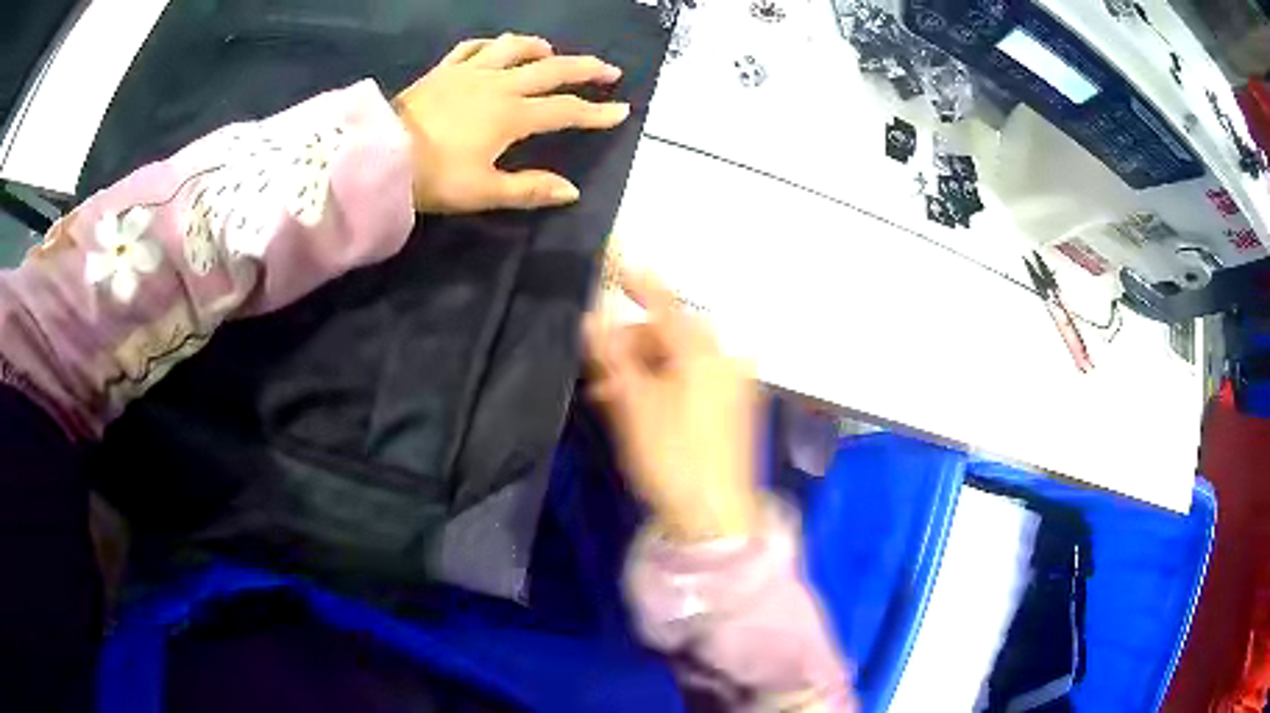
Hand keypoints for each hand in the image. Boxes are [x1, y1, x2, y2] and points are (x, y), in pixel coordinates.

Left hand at [393, 34, 629, 212]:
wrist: (379, 155)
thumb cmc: (433, 177)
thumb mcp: (483, 192)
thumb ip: (529, 189)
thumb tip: (571, 191)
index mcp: (512, 116)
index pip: (566, 111)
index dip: (597, 113)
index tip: (623, 110)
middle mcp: (498, 85)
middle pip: (551, 69)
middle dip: (585, 69)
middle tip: (609, 70)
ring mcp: (470, 72)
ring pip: (514, 48)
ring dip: (539, 48)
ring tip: (552, 53)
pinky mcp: (444, 70)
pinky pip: (472, 48)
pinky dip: (491, 45)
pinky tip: (497, 49)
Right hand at [585, 270, 761, 542]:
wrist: (716, 517)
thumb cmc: (673, 458)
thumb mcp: (634, 405)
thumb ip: (614, 355)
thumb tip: (591, 317)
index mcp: (706, 352)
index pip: (666, 302)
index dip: (637, 281)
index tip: (612, 259)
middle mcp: (726, 358)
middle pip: (671, 334)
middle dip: (631, 345)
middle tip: (599, 371)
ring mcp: (734, 383)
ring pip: (679, 358)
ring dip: (643, 368)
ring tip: (609, 394)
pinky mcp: (734, 406)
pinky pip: (693, 379)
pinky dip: (664, 383)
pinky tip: (639, 404)